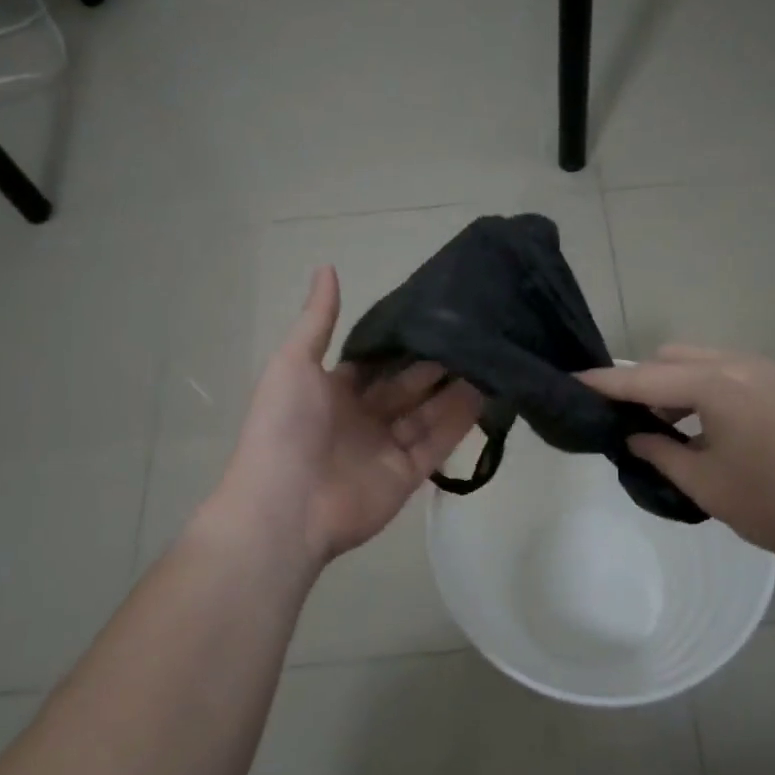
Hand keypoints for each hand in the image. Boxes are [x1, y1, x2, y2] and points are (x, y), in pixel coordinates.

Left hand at [205, 267, 483, 571]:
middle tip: (473, 333)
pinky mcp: (408, 474)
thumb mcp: (293, 363)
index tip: (437, 314)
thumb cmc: (285, 428)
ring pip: (428, 412)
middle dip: (435, 363)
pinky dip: (460, 422)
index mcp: (333, 392)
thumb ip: (317, 320)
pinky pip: (438, 443)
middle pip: (407, 386)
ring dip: (455, 389)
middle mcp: (363, 417)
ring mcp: (387, 447)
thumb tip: (326, 267)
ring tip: (489, 357)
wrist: (286, 507)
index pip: (375, 362)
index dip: (402, 342)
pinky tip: (486, 394)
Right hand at [579, 346, 774, 570]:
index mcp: (717, 386)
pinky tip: (698, 426)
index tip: (571, 381)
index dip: (605, 383)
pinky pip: (722, 371)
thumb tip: (631, 435)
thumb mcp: (705, 484)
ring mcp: (763, 369)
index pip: (645, 379)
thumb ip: (659, 453)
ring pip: (697, 361)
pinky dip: (699, 389)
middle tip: (623, 422)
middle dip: (640, 383)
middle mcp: (738, 363)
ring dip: (671, 385)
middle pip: (670, 358)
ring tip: (660, 429)